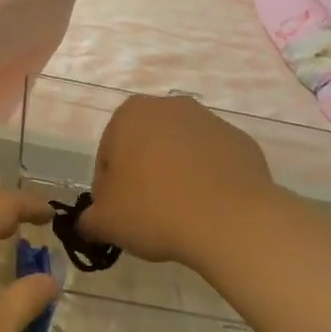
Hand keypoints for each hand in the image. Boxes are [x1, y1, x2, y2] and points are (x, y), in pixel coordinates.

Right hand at [78, 94, 277, 269]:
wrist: (230, 220)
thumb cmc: (155, 210)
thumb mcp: (105, 222)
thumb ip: (89, 220)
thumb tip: (90, 224)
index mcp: (129, 115)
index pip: (107, 156)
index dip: (108, 191)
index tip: (119, 217)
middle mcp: (170, 107)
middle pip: (145, 148)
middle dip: (143, 178)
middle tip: (147, 217)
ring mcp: (210, 121)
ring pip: (180, 154)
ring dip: (175, 178)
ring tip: (180, 217)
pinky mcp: (241, 142)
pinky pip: (213, 164)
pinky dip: (207, 182)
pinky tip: (208, 210)